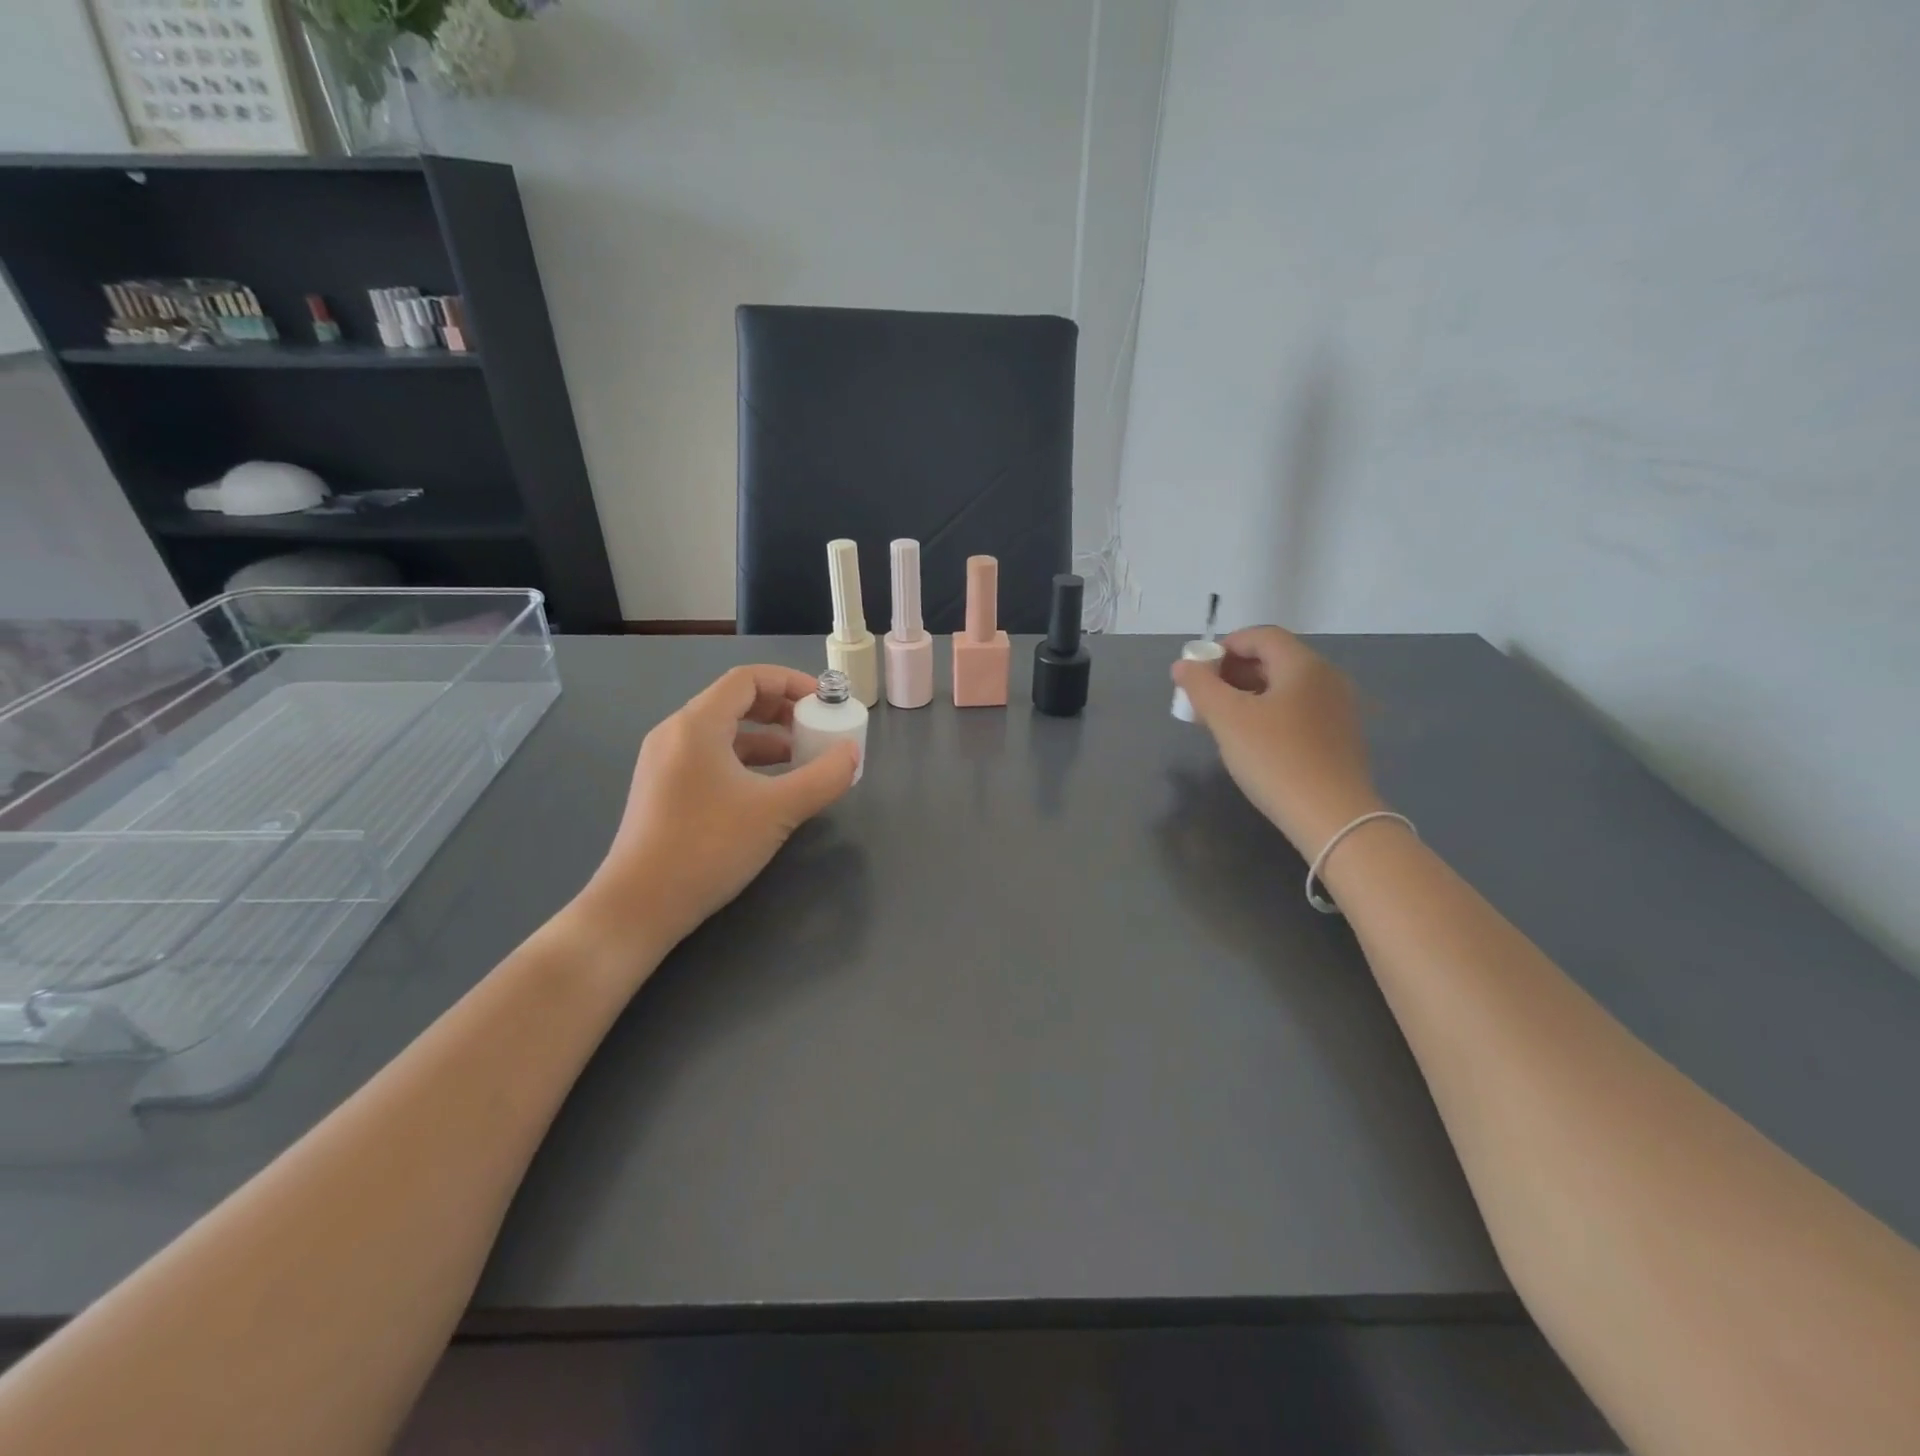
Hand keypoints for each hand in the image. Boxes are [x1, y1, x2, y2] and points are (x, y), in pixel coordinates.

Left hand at [579, 665, 857, 949]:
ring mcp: (664, 763)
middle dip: (782, 710)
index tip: (825, 702)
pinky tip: (768, 789)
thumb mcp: (777, 811)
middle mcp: (675, 733)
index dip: (792, 682)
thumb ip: (823, 778)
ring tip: (801, 760)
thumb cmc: (708, 847)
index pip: (748, 678)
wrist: (638, 907)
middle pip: (735, 701)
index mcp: (697, 725)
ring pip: (724, 733)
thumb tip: (852, 754)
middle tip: (816, 729)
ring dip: (766, 738)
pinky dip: (745, 761)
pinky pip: (711, 758)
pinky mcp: (664, 790)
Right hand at [1171, 626, 1382, 854]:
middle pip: (1274, 660)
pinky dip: (1270, 714)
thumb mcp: (1227, 719)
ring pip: (1285, 688)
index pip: (1261, 636)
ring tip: (1221, 722)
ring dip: (1248, 695)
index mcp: (1304, 665)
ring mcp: (1338, 709)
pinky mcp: (1340, 737)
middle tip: (1203, 699)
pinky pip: (1298, 711)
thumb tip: (1182, 665)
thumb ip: (1200, 685)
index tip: (1198, 672)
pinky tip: (1252, 742)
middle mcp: (1327, 678)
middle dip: (1233, 673)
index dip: (1224, 646)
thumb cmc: (1275, 759)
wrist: (1332, 817)